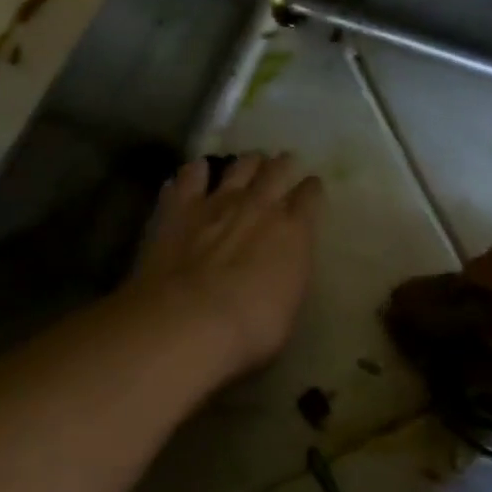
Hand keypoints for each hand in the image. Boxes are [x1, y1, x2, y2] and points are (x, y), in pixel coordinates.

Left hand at [129, 153, 324, 378]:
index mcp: (294, 230)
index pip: (310, 195)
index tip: (311, 188)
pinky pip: (190, 175)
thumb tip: (285, 266)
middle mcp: (260, 205)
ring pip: (239, 165)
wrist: (188, 321)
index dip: (311, 189)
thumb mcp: (289, 309)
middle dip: (282, 165)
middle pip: (277, 169)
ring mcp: (218, 201)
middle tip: (282, 164)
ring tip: (248, 163)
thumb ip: (289, 276)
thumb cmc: (250, 329)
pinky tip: (196, 173)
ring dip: (247, 162)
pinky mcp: (180, 207)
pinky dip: (196, 172)